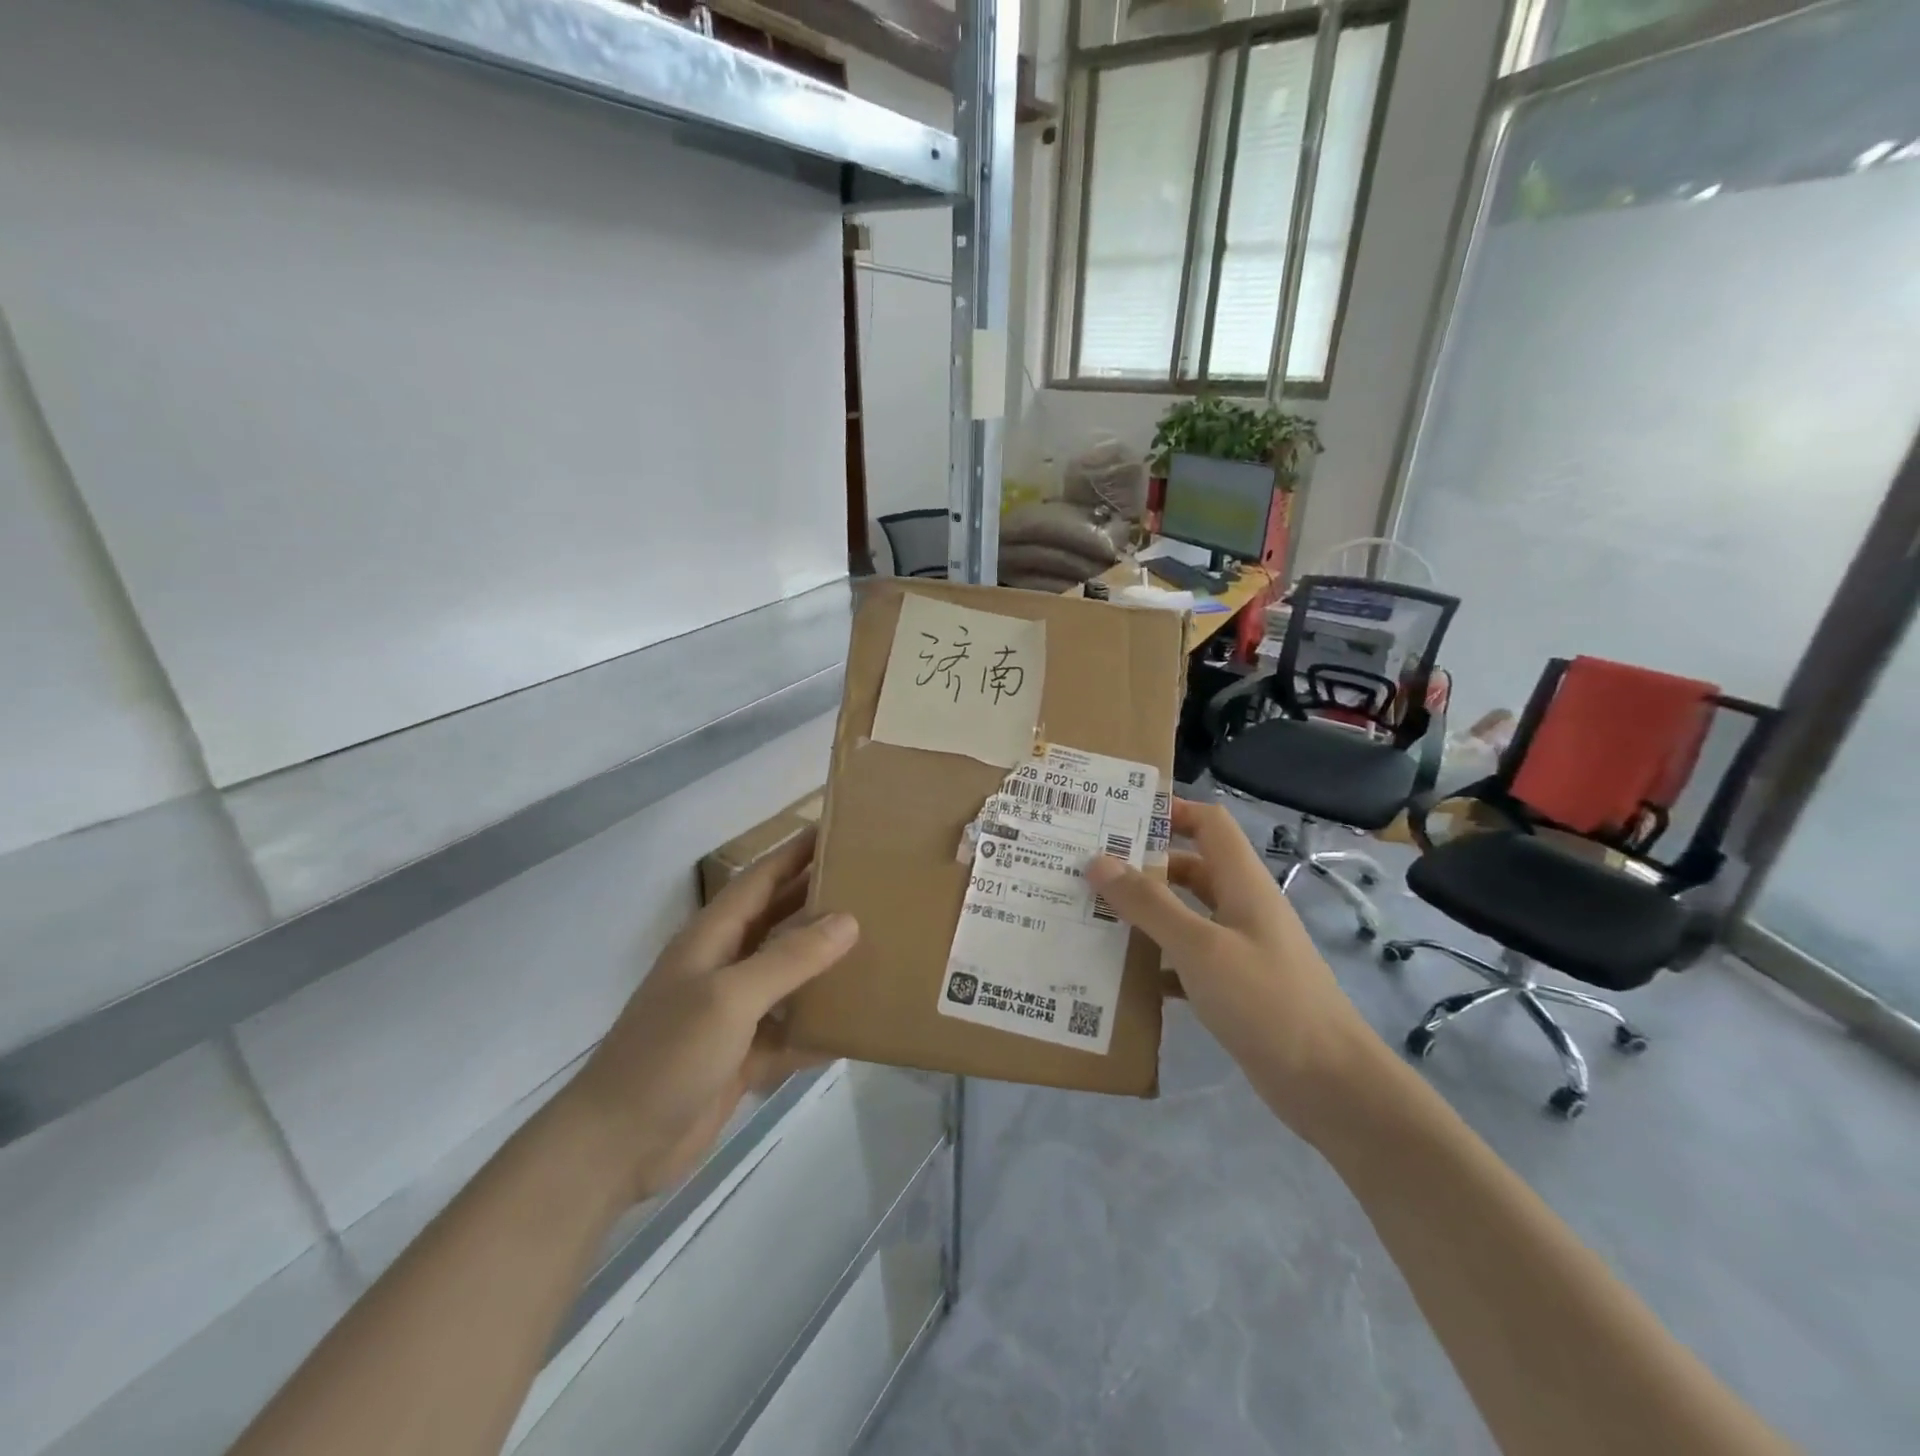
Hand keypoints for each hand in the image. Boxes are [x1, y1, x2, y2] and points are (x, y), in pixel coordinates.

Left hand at [566, 828, 858, 1200]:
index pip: (761, 879)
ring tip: (879, 948)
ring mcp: (733, 1013)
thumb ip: (789, 958)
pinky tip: (857, 1027)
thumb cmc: (667, 1055)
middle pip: (779, 921)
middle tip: (874, 885)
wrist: (616, 1147)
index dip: (796, 853)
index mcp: (713, 938)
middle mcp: (725, 966)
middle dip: (820, 900)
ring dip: (826, 965)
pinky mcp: (742, 1055)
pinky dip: (819, 1028)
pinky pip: (791, 1031)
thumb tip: (848, 920)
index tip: (839, 830)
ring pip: (790, 977)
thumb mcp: (730, 997)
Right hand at [1086, 799, 1379, 1136]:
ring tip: (1093, 915)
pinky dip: (1157, 960)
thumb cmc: (1266, 1001)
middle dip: (1144, 864)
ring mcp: (1240, 948)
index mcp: (1243, 883)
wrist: (1329, 1083)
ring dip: (1146, 913)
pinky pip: (1187, 959)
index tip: (1119, 815)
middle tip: (1089, 868)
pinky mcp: (1234, 986)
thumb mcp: (1200, 947)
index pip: (1209, 824)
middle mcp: (1242, 908)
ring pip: (1186, 915)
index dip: (1172, 810)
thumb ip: (1149, 904)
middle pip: (1190, 868)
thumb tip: (1098, 861)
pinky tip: (1122, 974)